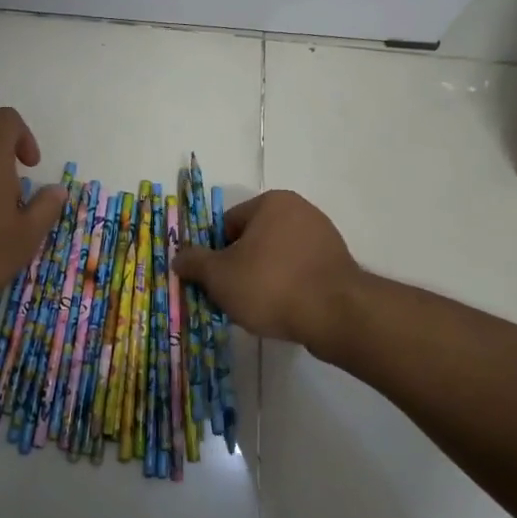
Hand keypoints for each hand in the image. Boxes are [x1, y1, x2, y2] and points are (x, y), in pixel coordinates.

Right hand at [172, 190, 360, 352]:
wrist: (335, 314)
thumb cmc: (270, 285)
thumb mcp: (219, 276)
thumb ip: (195, 263)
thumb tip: (179, 257)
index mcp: (272, 202)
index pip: (228, 224)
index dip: (215, 253)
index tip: (214, 280)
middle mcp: (300, 210)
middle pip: (253, 240)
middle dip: (239, 267)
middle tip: (232, 297)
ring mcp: (324, 237)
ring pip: (276, 258)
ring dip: (263, 279)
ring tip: (258, 308)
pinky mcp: (337, 264)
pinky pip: (299, 272)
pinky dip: (287, 288)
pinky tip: (283, 310)